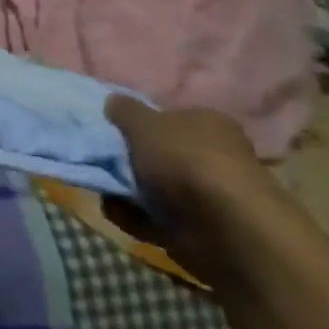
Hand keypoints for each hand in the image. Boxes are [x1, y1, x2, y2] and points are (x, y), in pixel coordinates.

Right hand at [105, 95, 276, 276]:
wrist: (224, 227)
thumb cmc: (184, 160)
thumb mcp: (143, 123)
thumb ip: (123, 110)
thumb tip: (113, 100)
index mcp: (207, 124)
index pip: (168, 118)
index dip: (138, 124)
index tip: (112, 132)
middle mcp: (211, 156)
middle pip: (156, 155)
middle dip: (127, 163)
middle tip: (104, 164)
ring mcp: (206, 195)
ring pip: (151, 188)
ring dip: (126, 193)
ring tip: (112, 195)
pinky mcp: (197, 228)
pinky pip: (154, 218)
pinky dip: (137, 219)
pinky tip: (127, 216)